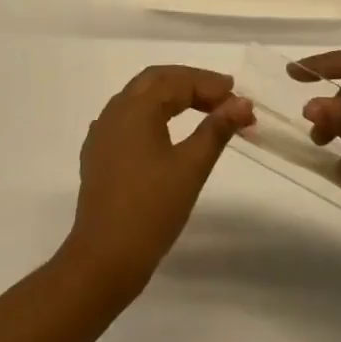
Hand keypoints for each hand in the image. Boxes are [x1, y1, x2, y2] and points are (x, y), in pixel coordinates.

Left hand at [63, 66, 254, 293]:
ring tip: (201, 109)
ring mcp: (102, 134)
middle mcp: (115, 112)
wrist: (103, 260)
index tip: (239, 100)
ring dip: (171, 96)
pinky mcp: (98, 156)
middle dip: (190, 83)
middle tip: (223, 95)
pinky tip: (163, 131)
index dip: (211, 86)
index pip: (178, 82)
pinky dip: (152, 115)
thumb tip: (242, 103)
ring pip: (139, 98)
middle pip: (155, 81)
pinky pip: (127, 119)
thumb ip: (217, 129)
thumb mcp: (191, 167)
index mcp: (136, 108)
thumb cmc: (151, 210)